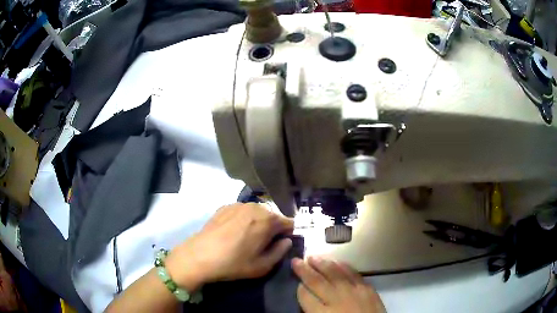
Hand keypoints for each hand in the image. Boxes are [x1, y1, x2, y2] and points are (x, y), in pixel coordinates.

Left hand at [166, 203, 293, 289]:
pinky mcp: (225, 206)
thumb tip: (287, 241)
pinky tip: (234, 231)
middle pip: (273, 215)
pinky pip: (243, 211)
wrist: (199, 256)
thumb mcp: (262, 266)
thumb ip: (280, 252)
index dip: (288, 234)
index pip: (289, 222)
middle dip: (273, 227)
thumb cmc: (233, 263)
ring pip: (258, 212)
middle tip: (264, 243)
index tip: (281, 244)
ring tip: (248, 237)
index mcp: (268, 220)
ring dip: (258, 222)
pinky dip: (244, 219)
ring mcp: (239, 204)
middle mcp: (256, 207)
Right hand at [292, 257, 385, 312]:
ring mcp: (353, 292)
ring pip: (334, 273)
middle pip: (317, 282)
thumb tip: (307, 298)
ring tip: (313, 256)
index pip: (305, 297)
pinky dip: (343, 265)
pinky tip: (336, 261)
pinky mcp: (367, 288)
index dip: (299, 289)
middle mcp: (336, 300)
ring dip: (322, 263)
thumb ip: (314, 312)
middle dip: (304, 270)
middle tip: (296, 260)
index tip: (296, 283)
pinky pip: (353, 273)